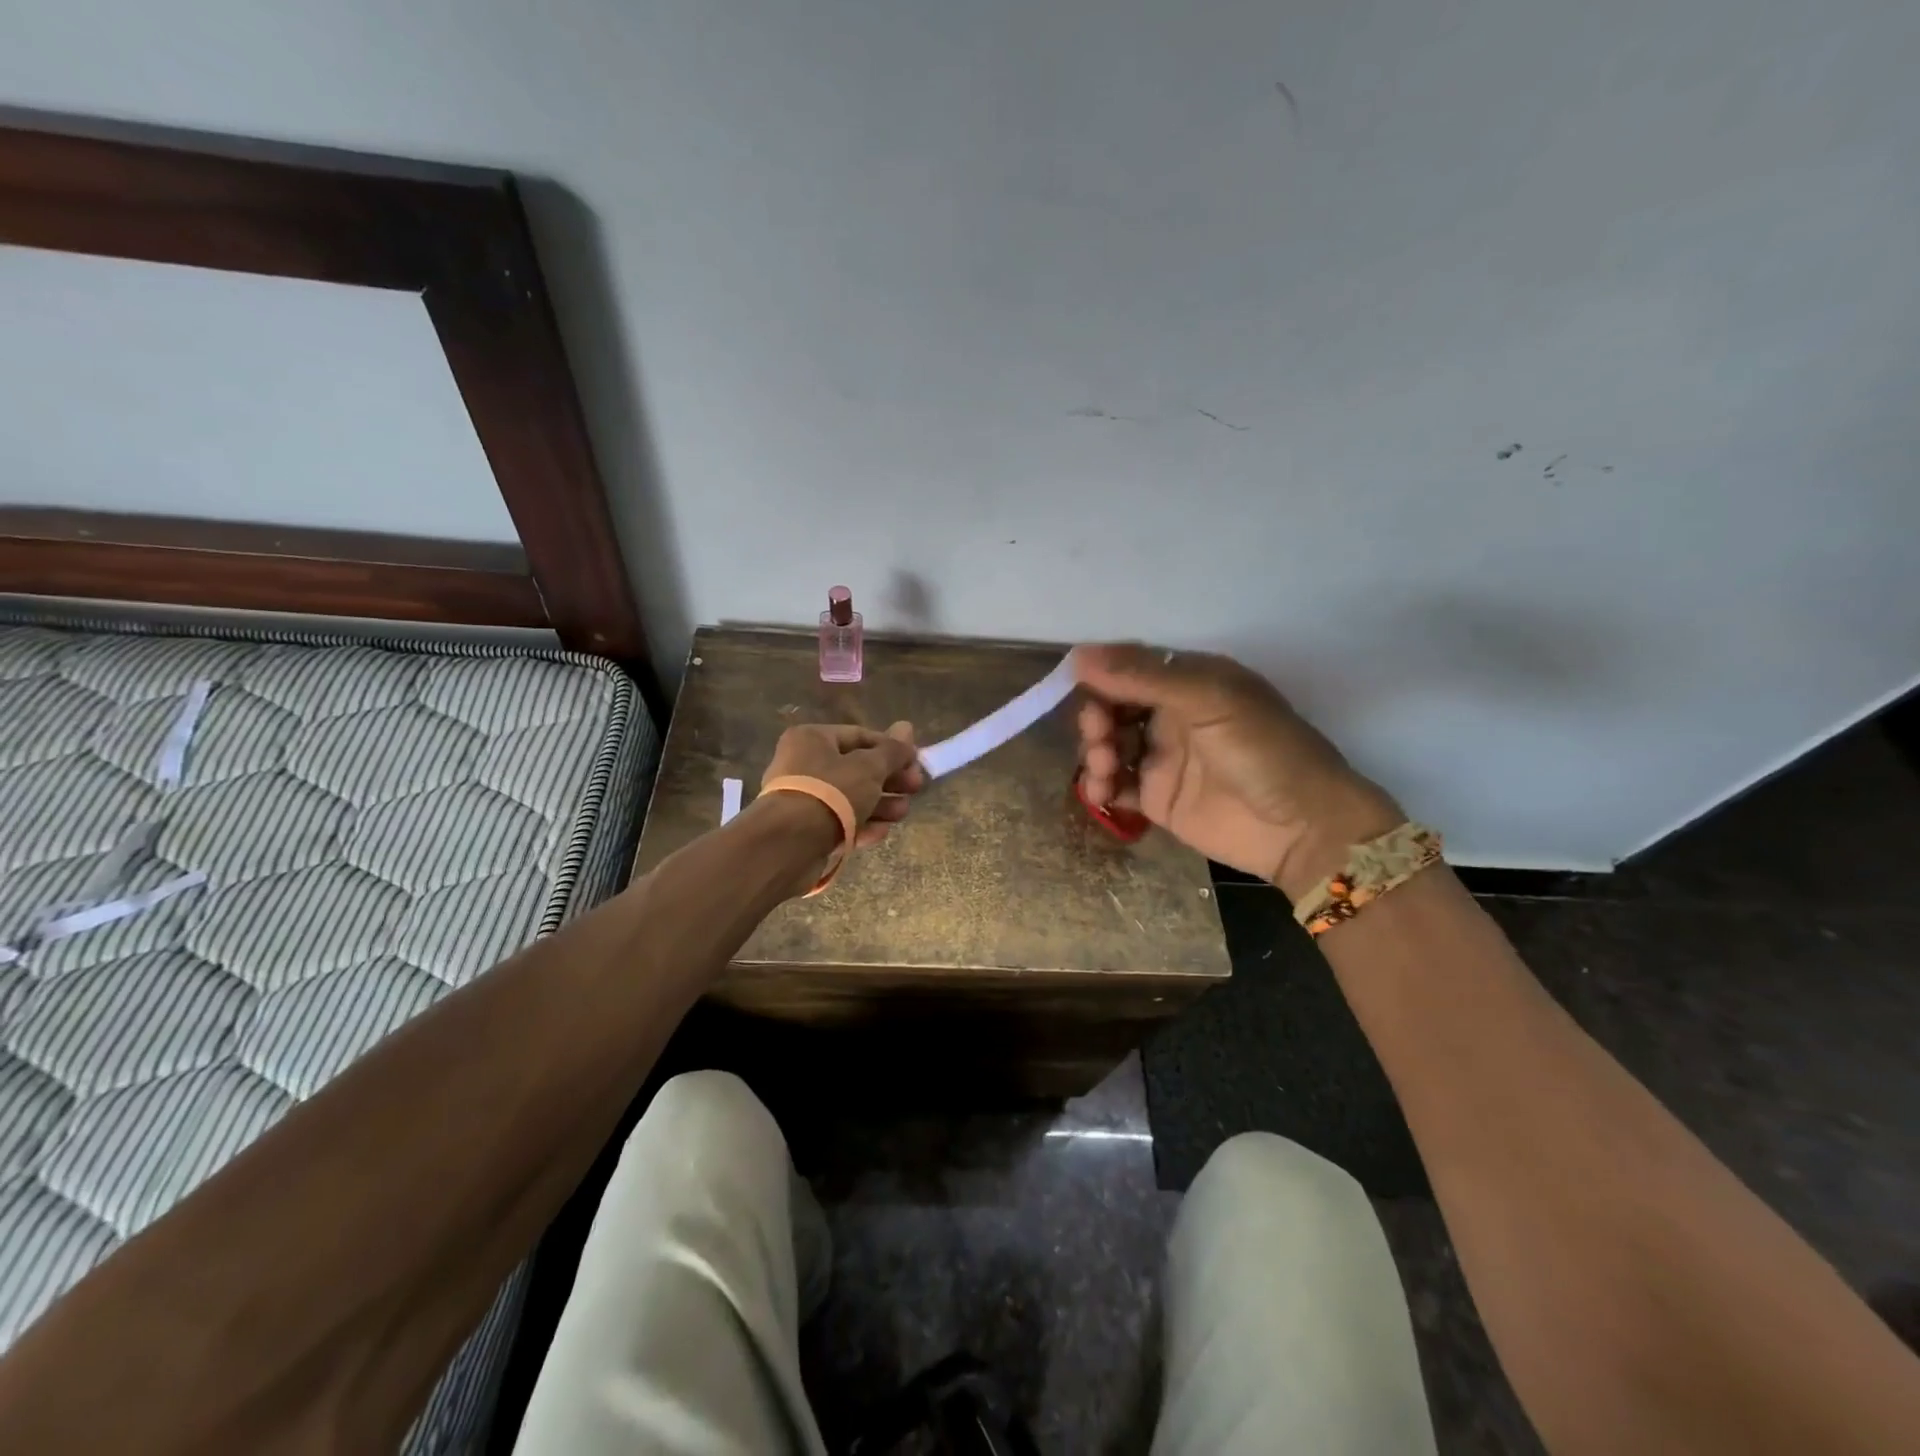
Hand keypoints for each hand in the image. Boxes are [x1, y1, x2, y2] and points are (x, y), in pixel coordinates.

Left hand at [760, 720, 924, 850]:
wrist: (788, 845)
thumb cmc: (830, 793)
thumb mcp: (869, 768)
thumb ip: (892, 750)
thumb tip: (907, 726)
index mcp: (813, 739)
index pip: (861, 736)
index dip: (892, 749)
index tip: (916, 763)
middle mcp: (804, 764)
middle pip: (858, 768)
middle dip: (890, 780)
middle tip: (915, 789)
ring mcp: (804, 798)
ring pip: (851, 797)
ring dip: (881, 805)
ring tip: (902, 813)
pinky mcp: (806, 829)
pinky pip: (839, 821)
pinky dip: (861, 825)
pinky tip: (880, 832)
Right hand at [1074, 644, 1401, 898]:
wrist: (1304, 828)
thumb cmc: (1264, 750)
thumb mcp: (1210, 700)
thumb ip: (1144, 677)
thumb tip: (1078, 655)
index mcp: (1189, 682)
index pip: (1130, 668)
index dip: (1100, 676)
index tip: (1075, 685)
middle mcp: (1171, 716)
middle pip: (1112, 708)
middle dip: (1095, 718)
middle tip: (1099, 735)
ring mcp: (1163, 759)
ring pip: (1107, 746)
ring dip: (1094, 753)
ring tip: (1104, 770)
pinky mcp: (1157, 799)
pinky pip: (1115, 786)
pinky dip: (1100, 787)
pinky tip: (1102, 794)